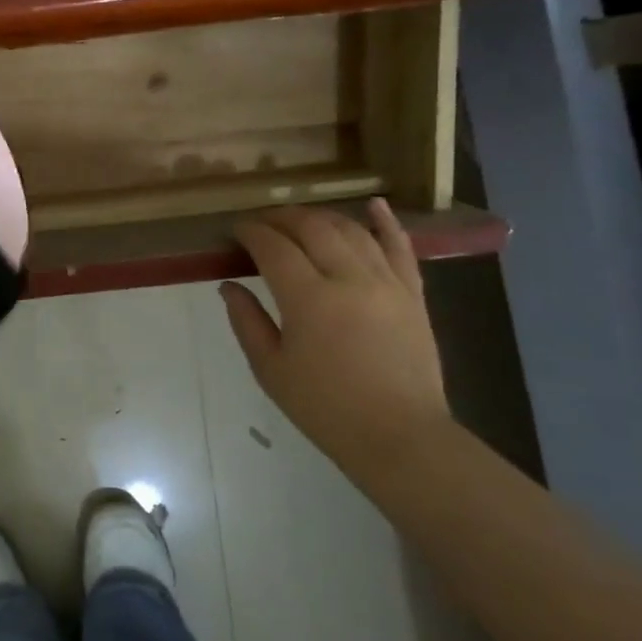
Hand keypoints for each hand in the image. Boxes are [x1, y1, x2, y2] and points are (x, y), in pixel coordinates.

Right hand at [219, 200, 451, 463]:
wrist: (399, 435)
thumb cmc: (324, 407)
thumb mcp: (270, 369)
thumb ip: (247, 321)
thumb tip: (228, 285)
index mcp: (308, 299)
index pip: (274, 248)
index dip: (252, 233)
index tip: (236, 230)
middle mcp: (349, 279)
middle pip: (312, 228)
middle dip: (282, 218)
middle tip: (262, 223)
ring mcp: (386, 283)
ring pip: (352, 231)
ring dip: (321, 218)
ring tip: (300, 219)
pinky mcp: (413, 294)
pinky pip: (400, 247)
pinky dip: (386, 223)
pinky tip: (372, 205)